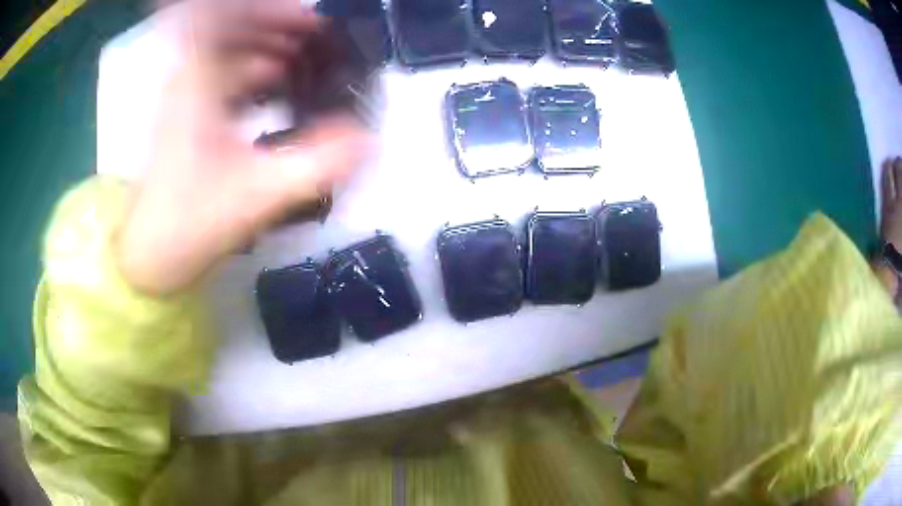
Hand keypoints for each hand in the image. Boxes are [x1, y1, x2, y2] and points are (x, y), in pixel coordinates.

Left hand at [117, 0, 371, 295]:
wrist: (150, 257)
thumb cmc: (193, 223)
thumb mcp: (260, 194)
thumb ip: (319, 164)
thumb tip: (368, 139)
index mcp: (198, 81)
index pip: (222, 15)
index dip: (265, 10)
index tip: (309, 19)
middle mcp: (188, 78)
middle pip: (231, 25)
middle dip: (277, 23)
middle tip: (318, 35)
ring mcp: (184, 96)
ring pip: (228, 48)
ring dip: (267, 45)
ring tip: (304, 56)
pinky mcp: (186, 115)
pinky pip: (222, 73)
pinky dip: (252, 69)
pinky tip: (277, 85)